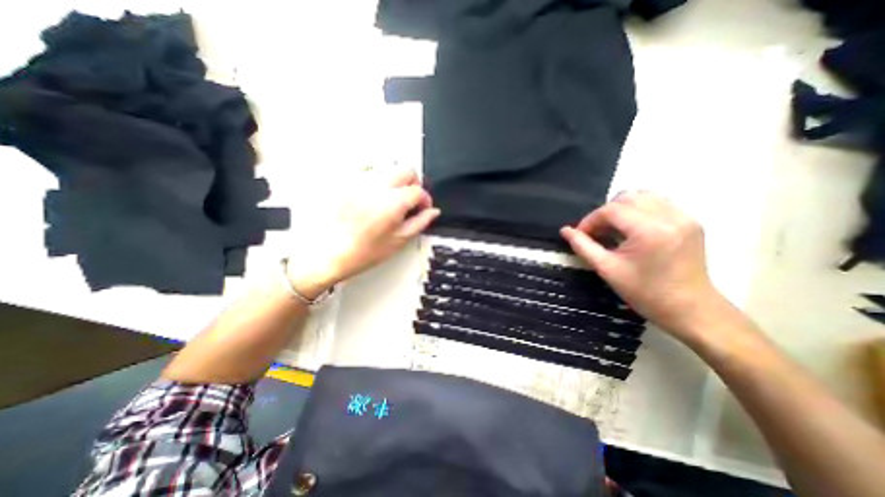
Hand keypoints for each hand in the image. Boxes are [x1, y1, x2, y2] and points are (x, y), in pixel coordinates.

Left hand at [289, 168, 440, 296]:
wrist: (331, 252)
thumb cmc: (363, 252)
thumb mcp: (399, 240)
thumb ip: (420, 222)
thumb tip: (432, 212)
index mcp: (392, 203)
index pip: (418, 190)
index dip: (425, 200)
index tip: (424, 209)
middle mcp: (377, 188)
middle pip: (406, 170)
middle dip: (414, 184)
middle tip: (413, 201)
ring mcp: (362, 185)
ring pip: (390, 172)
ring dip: (399, 185)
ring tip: (395, 204)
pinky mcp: (352, 187)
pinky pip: (374, 178)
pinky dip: (383, 187)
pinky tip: (380, 204)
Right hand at [559, 191, 726, 338]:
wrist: (690, 309)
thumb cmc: (645, 293)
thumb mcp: (607, 269)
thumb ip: (583, 246)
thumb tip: (565, 230)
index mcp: (649, 231)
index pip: (611, 210)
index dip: (590, 220)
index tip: (581, 234)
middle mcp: (669, 217)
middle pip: (627, 198)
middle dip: (605, 213)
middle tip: (597, 233)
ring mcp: (684, 217)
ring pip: (644, 196)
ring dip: (622, 209)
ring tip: (615, 229)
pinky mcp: (690, 222)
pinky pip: (659, 203)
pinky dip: (639, 211)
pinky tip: (633, 230)